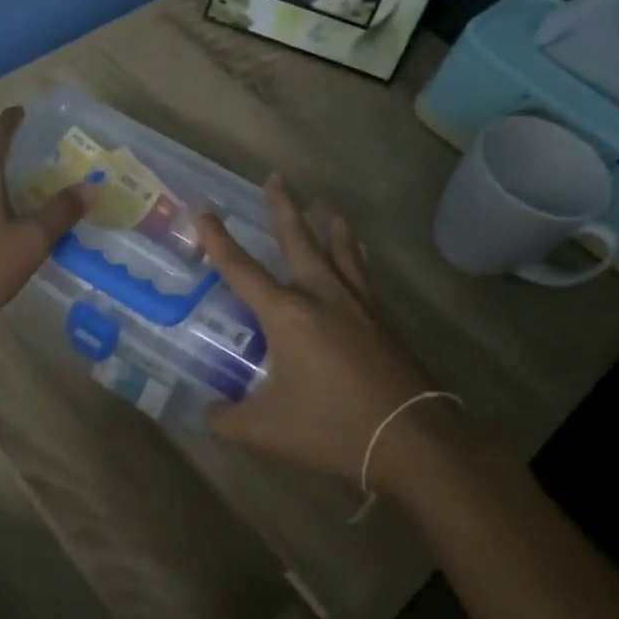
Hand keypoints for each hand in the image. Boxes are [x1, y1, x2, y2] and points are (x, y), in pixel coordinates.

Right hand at [195, 176, 436, 488]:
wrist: (414, 441)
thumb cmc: (333, 427)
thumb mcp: (266, 430)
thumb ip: (227, 419)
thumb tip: (208, 413)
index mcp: (287, 314)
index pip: (241, 268)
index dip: (217, 239)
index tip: (203, 210)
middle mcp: (322, 296)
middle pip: (298, 240)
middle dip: (283, 207)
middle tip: (276, 177)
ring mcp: (358, 305)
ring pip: (340, 250)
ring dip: (330, 224)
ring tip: (327, 203)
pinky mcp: (384, 321)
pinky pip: (363, 275)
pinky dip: (355, 256)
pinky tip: (358, 258)